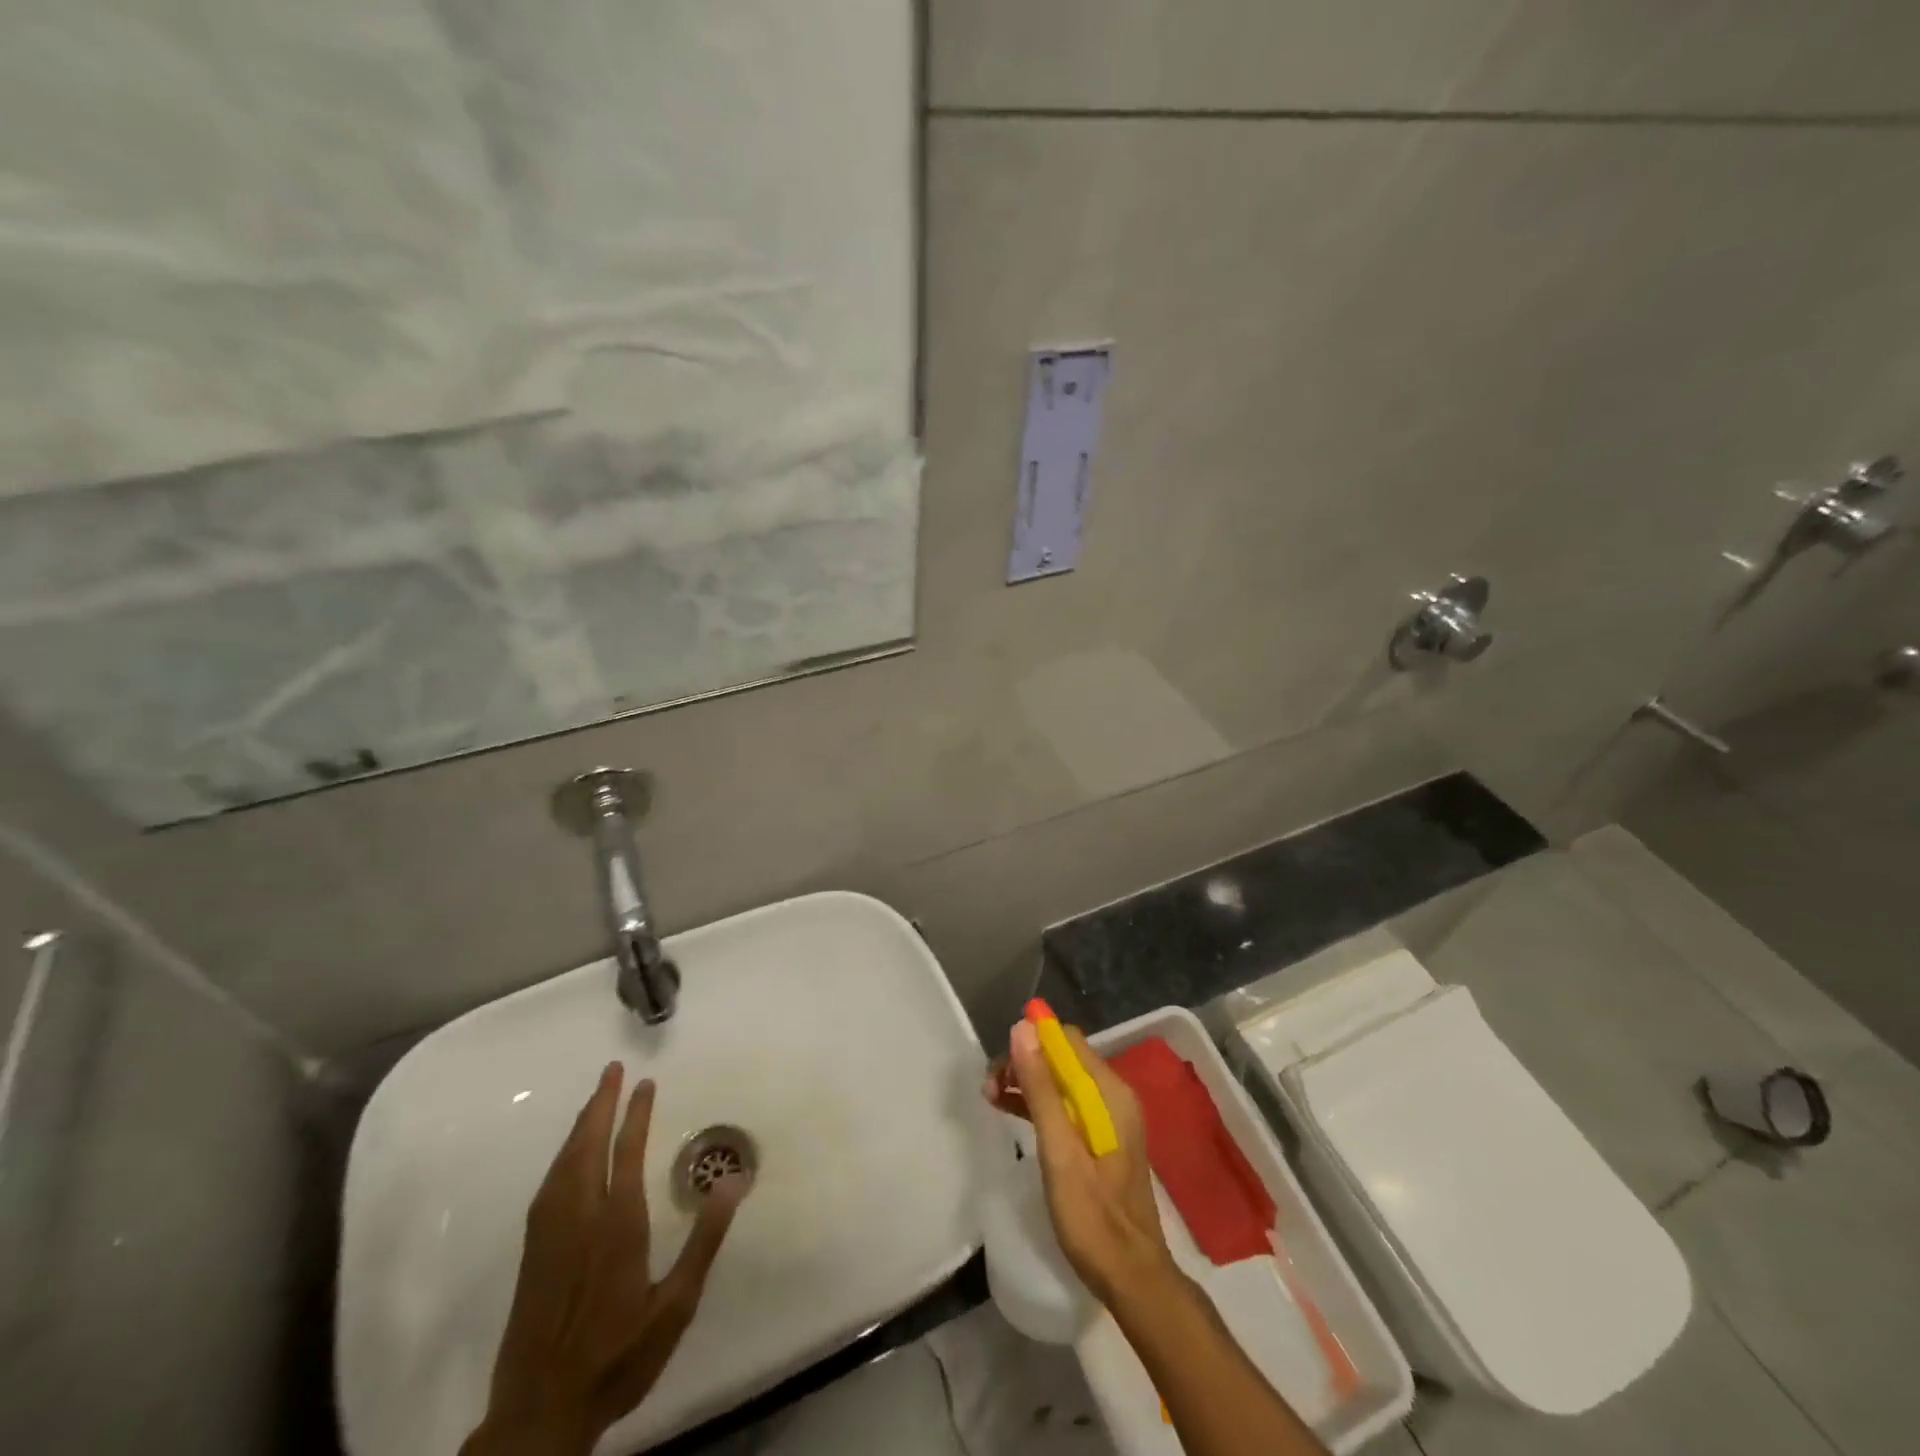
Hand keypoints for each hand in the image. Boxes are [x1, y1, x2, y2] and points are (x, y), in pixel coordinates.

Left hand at [462, 1062, 749, 1455]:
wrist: (540, 1413)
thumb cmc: (618, 1356)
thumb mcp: (675, 1306)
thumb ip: (704, 1240)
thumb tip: (733, 1181)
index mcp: (618, 1225)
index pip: (627, 1152)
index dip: (636, 1114)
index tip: (645, 1083)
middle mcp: (580, 1218)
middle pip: (588, 1146)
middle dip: (600, 1104)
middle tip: (612, 1069)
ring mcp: (551, 1234)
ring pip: (564, 1163)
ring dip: (580, 1125)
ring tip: (594, 1099)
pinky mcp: (533, 1252)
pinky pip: (549, 1186)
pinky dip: (563, 1155)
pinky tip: (569, 1155)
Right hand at [985, 1022, 1173, 1305]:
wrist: (1131, 1277)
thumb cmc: (1093, 1215)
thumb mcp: (1059, 1150)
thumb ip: (1041, 1089)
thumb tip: (1022, 1029)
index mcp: (1109, 1092)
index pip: (1067, 1040)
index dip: (1032, 1039)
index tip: (1000, 1061)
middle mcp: (1112, 1095)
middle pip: (1062, 1057)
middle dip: (1024, 1061)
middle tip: (989, 1085)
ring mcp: (1107, 1117)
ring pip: (1060, 1080)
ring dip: (1027, 1081)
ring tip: (991, 1095)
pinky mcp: (1098, 1139)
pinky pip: (1065, 1104)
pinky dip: (1038, 1102)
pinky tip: (1010, 1110)